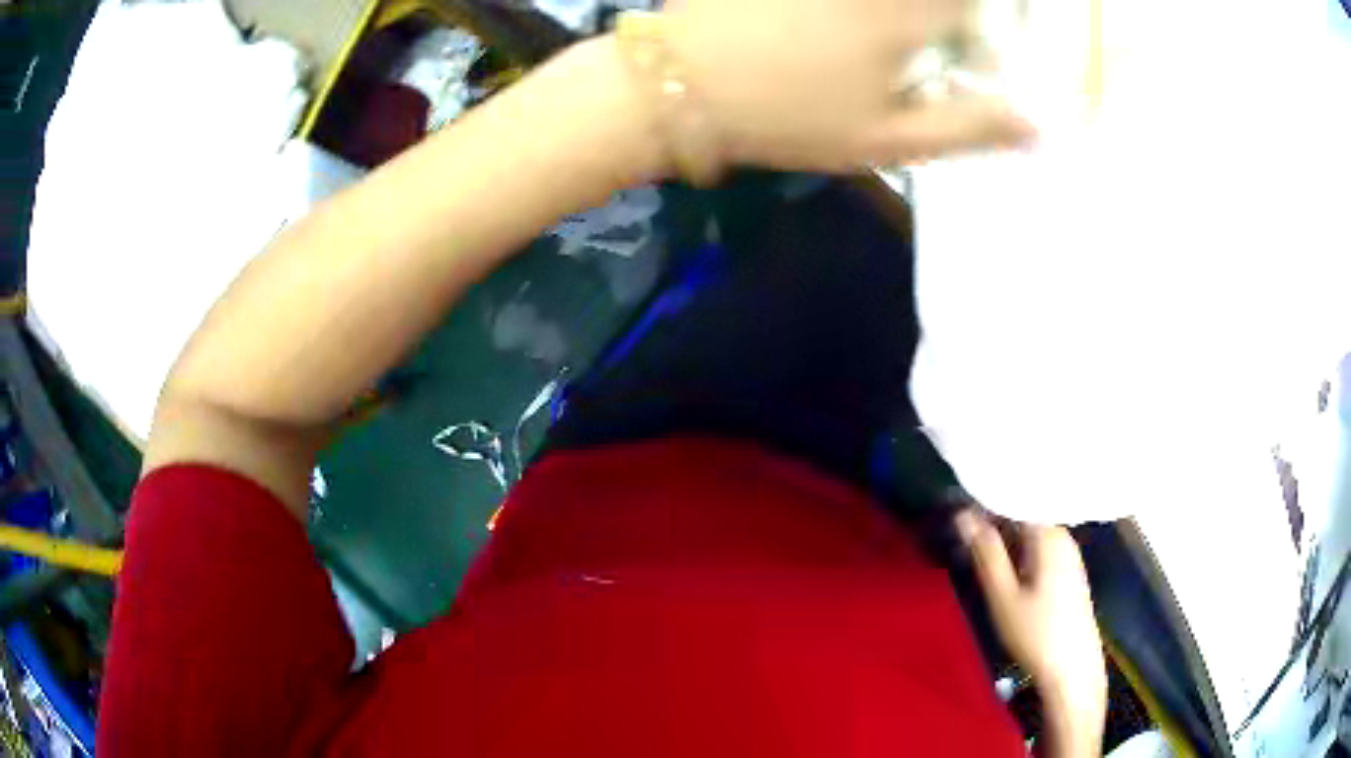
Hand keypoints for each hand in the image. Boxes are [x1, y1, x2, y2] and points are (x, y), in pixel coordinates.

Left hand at [662, 0, 1034, 171]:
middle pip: (940, 3)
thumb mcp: (885, 142)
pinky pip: (842, 1)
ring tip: (873, 52)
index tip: (970, 53)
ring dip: (910, 19)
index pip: (973, 12)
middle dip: (947, 21)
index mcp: (905, 19)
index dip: (981, 33)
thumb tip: (1037, 124)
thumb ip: (967, 126)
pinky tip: (834, 30)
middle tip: (935, 45)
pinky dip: (851, 14)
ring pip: (900, 3)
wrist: (677, 86)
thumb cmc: (787, 119)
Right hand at [957, 510, 1106, 753]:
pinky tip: (1006, 568)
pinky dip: (1020, 552)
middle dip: (994, 520)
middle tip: (962, 533)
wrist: (1073, 669)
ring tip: (978, 549)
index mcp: (1049, 534)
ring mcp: (1069, 554)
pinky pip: (1040, 548)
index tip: (957, 510)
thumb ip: (986, 554)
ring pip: (1032, 533)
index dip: (985, 502)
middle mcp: (1063, 535)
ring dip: (1006, 538)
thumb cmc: (1036, 633)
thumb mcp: (1003, 596)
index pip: (1014, 500)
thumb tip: (964, 515)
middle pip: (1024, 515)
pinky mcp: (1070, 571)